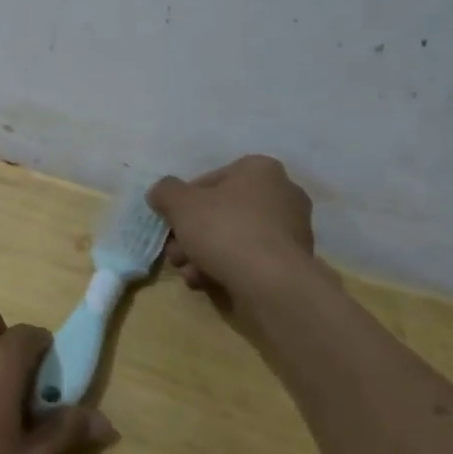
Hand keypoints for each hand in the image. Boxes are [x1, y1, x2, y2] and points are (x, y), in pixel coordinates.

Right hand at [147, 156, 321, 314]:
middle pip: (221, 212)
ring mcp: (290, 231)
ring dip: (203, 255)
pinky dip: (226, 269)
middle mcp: (281, 194)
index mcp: (260, 169)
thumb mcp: (180, 203)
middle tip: (175, 253)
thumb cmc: (225, 230)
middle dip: (192, 234)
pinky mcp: (291, 263)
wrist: (271, 284)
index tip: (171, 223)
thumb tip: (161, 193)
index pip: (210, 180)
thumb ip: (165, 192)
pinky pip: (249, 259)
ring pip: (233, 238)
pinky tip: (207, 283)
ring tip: (188, 274)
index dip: (183, 202)